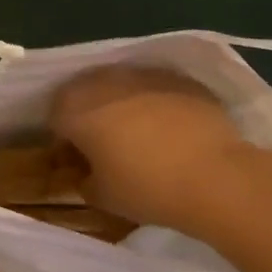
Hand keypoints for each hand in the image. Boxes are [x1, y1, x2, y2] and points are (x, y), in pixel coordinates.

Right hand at [49, 66, 254, 230]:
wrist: (216, 176)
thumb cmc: (147, 188)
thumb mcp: (102, 197)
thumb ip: (85, 181)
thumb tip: (87, 174)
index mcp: (75, 108)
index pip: (55, 118)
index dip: (64, 140)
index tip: (78, 161)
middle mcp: (103, 81)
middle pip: (85, 93)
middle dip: (90, 115)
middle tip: (106, 146)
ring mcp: (143, 74)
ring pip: (121, 86)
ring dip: (122, 105)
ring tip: (141, 136)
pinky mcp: (178, 78)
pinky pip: (155, 88)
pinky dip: (156, 103)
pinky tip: (171, 130)